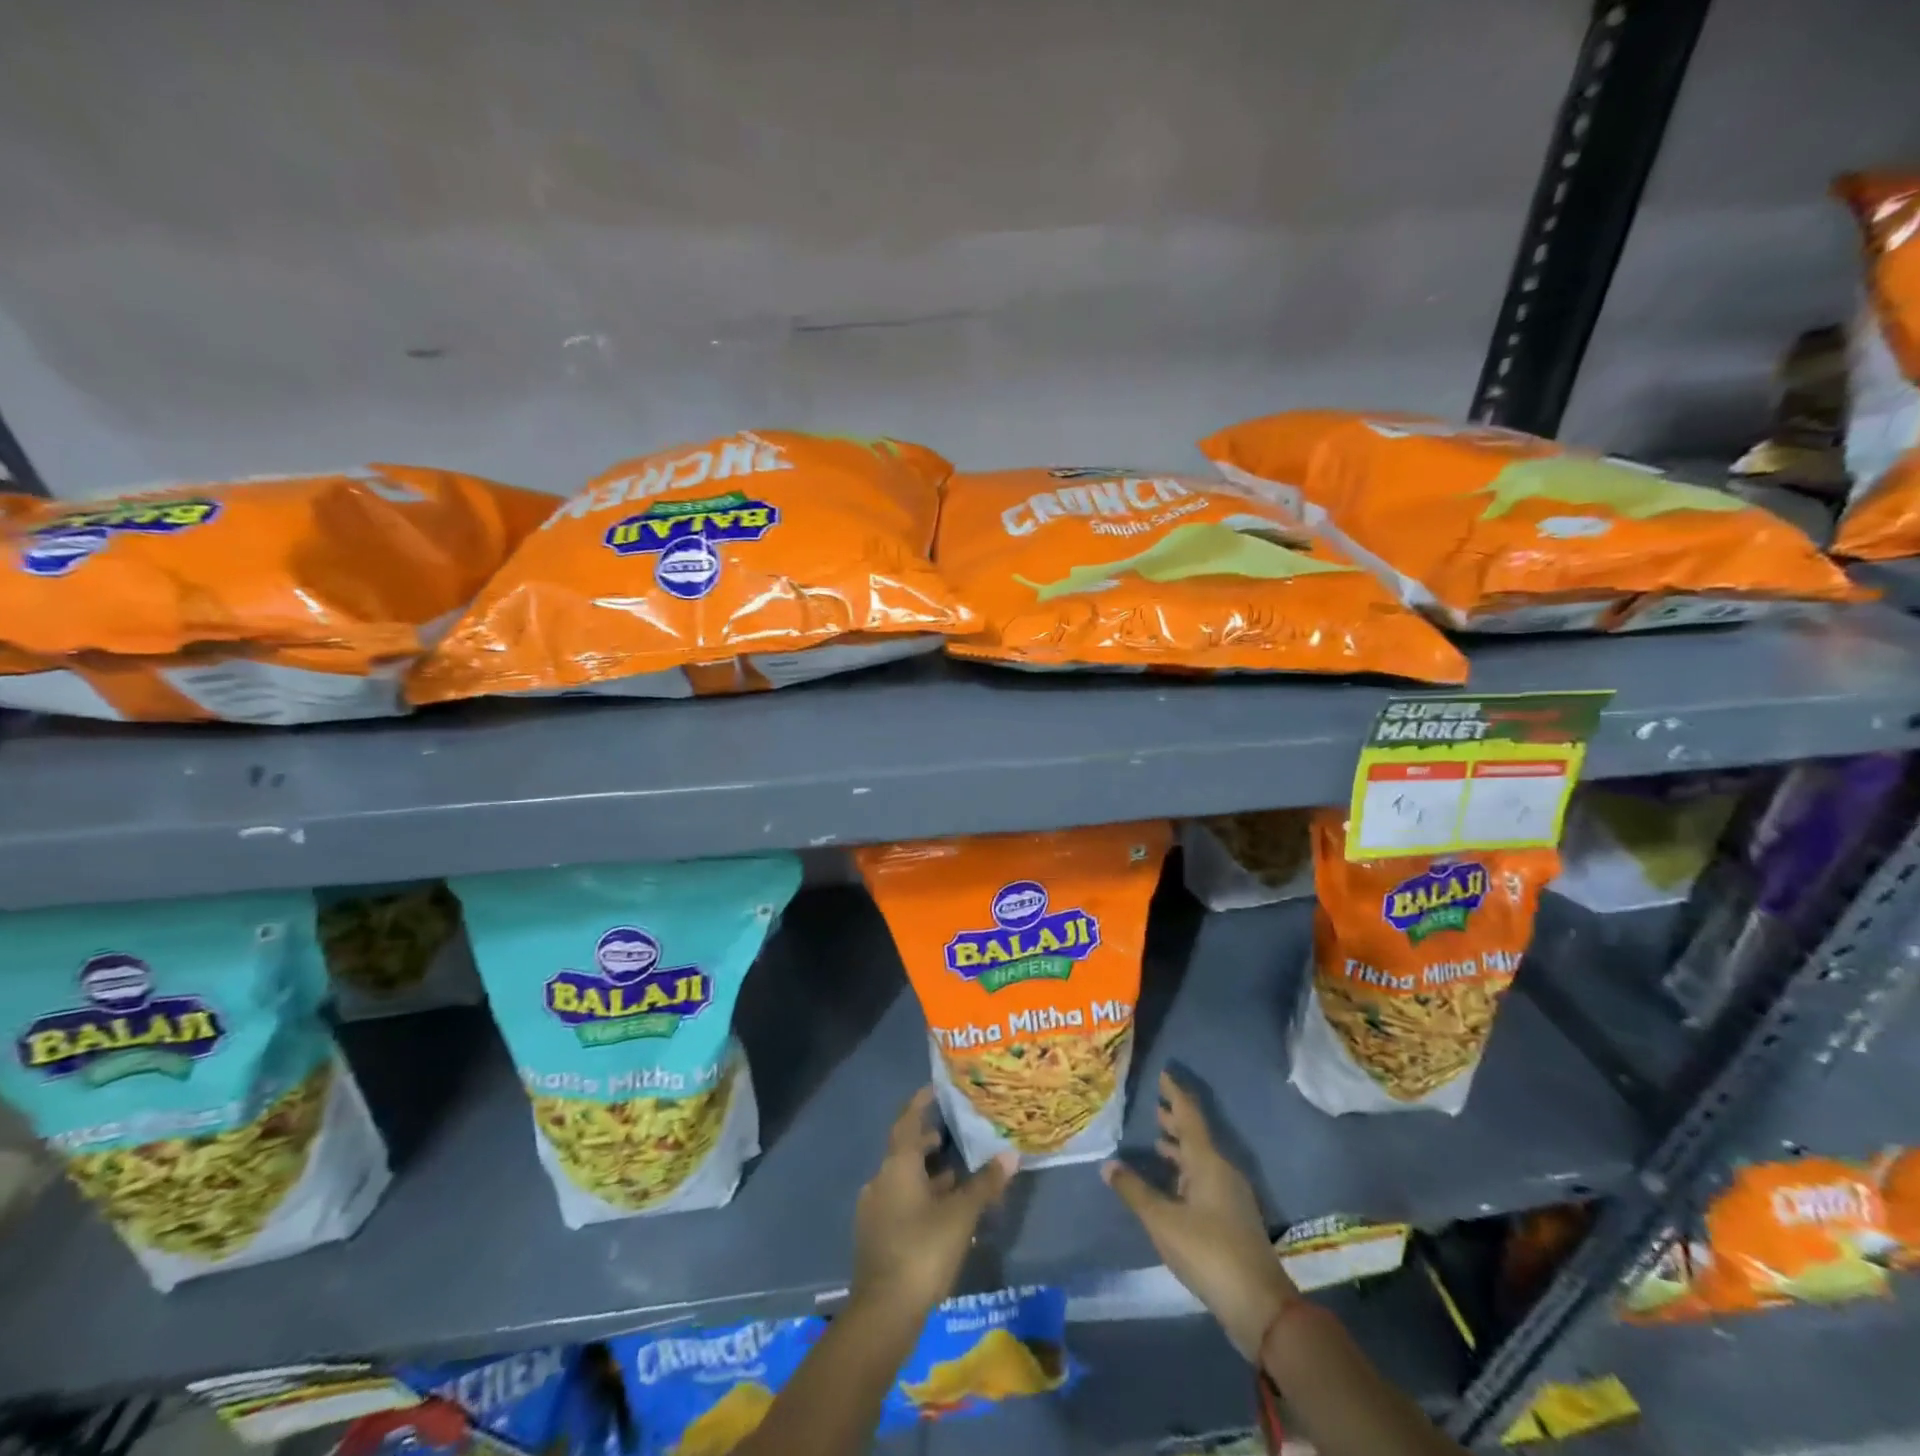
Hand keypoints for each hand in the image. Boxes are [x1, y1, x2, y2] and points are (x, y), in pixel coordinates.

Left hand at [852, 1088, 1016, 1329]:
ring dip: (926, 1173)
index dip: (921, 1103)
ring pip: (903, 1179)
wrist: (883, 1314)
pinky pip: (900, 1202)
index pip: (908, 1121)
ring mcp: (875, 1209)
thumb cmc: (922, 1251)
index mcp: (897, 1165)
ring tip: (956, 1175)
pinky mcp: (876, 1236)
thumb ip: (984, 1184)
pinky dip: (920, 1196)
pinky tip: (941, 1212)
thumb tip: (1009, 1155)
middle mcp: (881, 1179)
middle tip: (953, 1133)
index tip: (935, 1088)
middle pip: (905, 1150)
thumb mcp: (960, 1215)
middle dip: (928, 1141)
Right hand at [1103, 1072, 1298, 1360]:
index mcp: (1208, 1162)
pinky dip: (1186, 1172)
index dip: (1174, 1094)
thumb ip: (1135, 1191)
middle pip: (1196, 1136)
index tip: (1163, 1074)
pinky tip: (1173, 1185)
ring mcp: (1230, 1195)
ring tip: (1158, 1141)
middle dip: (1175, 1121)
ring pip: (1201, 1160)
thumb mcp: (1163, 1222)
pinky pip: (1205, 1180)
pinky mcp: (1232, 1218)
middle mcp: (1222, 1171)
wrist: (1260, 1305)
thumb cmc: (1209, 1252)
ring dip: (1180, 1148)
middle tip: (1154, 1106)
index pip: (1188, 1116)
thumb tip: (1108, 1164)